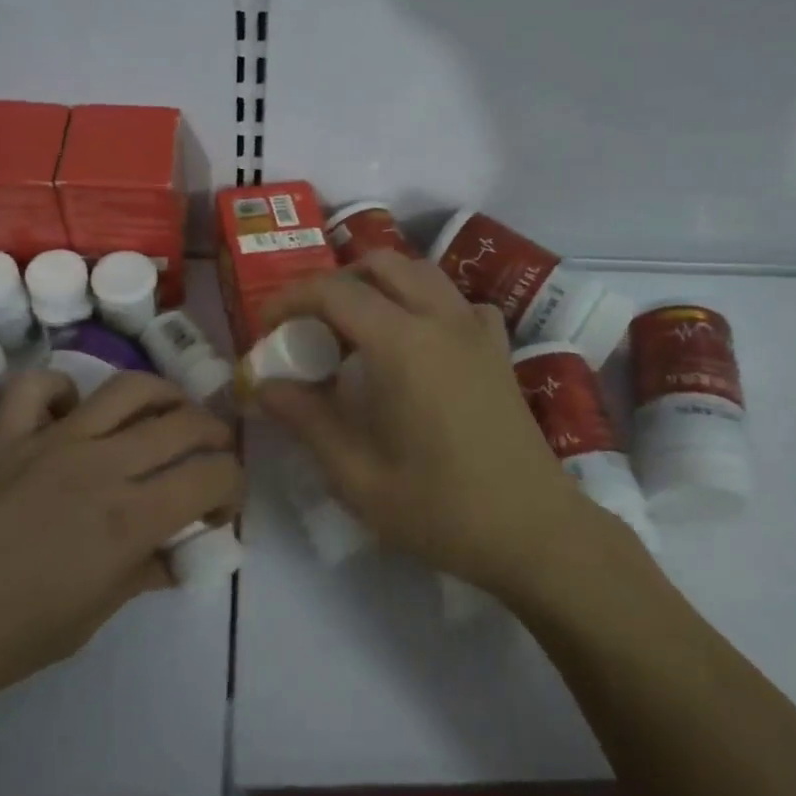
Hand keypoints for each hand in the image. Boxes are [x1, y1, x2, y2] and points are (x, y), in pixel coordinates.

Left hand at [0, 368, 241, 727]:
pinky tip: (71, 414)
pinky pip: (41, 386)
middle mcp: (100, 464)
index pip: (212, 476)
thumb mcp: (88, 621)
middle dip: (215, 436)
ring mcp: (48, 439)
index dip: (233, 486)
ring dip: (164, 396)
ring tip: (169, 414)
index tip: (223, 508)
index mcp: (128, 518)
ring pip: (129, 388)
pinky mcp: (2, 431)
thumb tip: (178, 554)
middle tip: (212, 458)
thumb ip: (143, 574)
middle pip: (185, 423)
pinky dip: (65, 391)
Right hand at [255, 250, 602, 596]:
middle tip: (311, 326)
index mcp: (403, 344)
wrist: (533, 532)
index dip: (291, 299)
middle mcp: (442, 320)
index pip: (335, 291)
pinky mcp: (498, 350)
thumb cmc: (440, 508)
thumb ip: (307, 419)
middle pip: (381, 264)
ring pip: (422, 273)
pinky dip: (425, 303)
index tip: (267, 326)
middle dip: (336, 282)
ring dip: (380, 285)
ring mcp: (477, 331)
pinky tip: (417, 342)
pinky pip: (457, 302)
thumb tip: (262, 386)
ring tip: (356, 331)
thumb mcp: (357, 475)